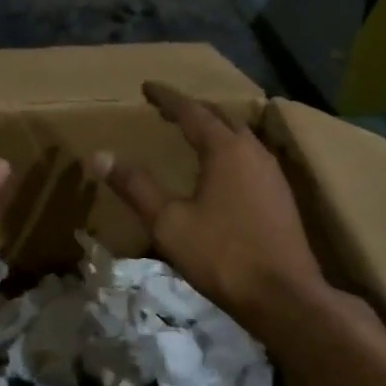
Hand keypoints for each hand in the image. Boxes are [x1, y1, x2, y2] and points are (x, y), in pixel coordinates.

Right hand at [91, 82, 325, 328]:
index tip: (146, 87)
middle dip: (191, 109)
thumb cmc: (223, 256)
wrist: (286, 298)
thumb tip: (99, 156)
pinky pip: (251, 156)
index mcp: (226, 149)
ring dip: (214, 129)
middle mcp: (253, 151)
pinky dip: (229, 149)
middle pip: (220, 117)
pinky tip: (222, 169)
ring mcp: (272, 174)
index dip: (167, 98)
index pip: (191, 111)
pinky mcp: (281, 196)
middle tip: (166, 109)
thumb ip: (135, 186)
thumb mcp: (169, 222)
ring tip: (192, 133)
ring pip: (240, 136)